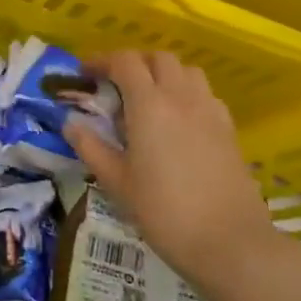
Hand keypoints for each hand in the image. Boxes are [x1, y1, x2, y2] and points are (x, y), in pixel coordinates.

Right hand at [63, 52, 273, 290]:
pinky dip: (187, 94)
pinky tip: (178, 122)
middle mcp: (181, 97)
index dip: (102, 60)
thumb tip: (71, 122)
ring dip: (163, 74)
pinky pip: (205, 94)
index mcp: (149, 105)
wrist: (230, 242)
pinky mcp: (229, 129)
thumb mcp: (116, 182)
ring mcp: (210, 111)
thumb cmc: (164, 211)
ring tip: (147, 100)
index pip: (125, 61)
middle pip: (159, 58)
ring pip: (187, 71)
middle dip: (134, 63)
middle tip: (115, 85)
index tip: (85, 74)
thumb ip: (91, 146)